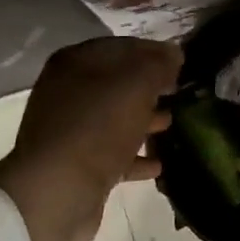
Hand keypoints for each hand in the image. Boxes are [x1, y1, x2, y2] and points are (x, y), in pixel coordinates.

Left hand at [0, 37, 181, 240]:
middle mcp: (67, 92)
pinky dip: (134, 155)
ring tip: (172, 122)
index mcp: (75, 63)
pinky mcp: (76, 164)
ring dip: (143, 119)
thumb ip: (158, 65)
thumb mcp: (135, 86)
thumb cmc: (97, 128)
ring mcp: (70, 130)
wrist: (57, 193)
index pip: (122, 47)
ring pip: (115, 118)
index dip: (153, 52)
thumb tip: (173, 54)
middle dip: (149, 87)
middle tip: (179, 92)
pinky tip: (158, 163)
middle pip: (117, 82)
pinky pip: (112, 153)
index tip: (181, 62)